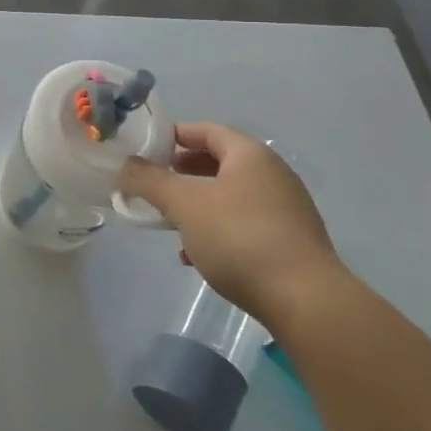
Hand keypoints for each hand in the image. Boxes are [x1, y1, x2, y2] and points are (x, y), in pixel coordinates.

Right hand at [118, 122, 344, 323]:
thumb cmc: (240, 238)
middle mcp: (272, 175)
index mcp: (250, 155)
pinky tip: (197, 256)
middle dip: (182, 172)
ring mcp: (285, 209)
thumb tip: (125, 165)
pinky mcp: (290, 242)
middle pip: (219, 162)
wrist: (305, 300)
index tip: (146, 150)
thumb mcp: (184, 205)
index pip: (207, 130)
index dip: (174, 136)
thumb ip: (150, 180)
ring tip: (170, 223)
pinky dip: (217, 229)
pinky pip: (244, 224)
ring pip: (230, 196)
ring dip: (197, 204)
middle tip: (154, 184)